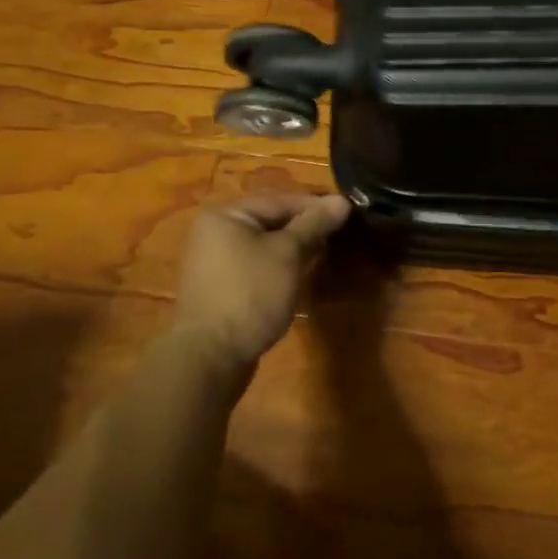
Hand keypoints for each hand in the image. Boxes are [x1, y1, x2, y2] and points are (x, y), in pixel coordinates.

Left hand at [173, 193, 350, 372]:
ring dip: (294, 250)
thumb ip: (314, 224)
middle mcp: (215, 233)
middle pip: (270, 222)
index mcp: (226, 216)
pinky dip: (279, 268)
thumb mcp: (287, 253)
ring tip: (325, 255)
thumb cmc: (250, 293)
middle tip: (339, 235)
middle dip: (305, 229)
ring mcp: (215, 263)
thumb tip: (342, 200)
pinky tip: (301, 277)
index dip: (315, 206)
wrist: (210, 358)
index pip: (279, 200)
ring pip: (264, 246)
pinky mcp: (221, 290)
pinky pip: (256, 267)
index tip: (347, 213)